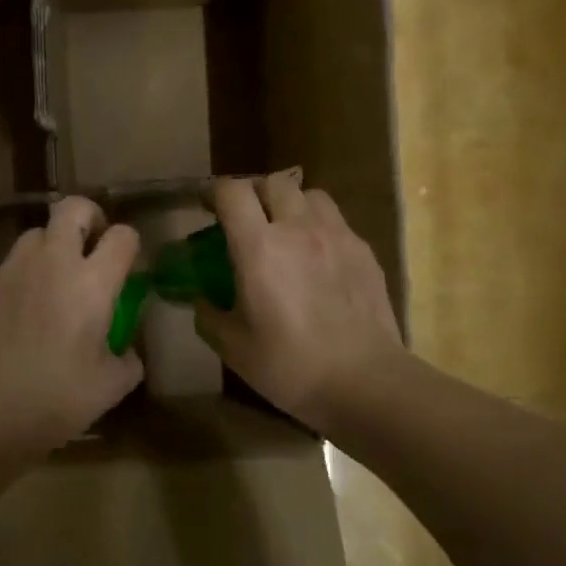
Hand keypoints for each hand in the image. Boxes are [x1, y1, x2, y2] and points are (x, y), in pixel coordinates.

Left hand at [0, 198, 143, 455]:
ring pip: (36, 233)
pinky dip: (25, 273)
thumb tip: (126, 350)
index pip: (121, 236)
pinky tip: (24, 310)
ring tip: (55, 280)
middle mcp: (52, 263)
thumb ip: (128, 359)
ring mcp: (12, 270)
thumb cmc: (55, 401)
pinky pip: (11, 263)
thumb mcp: (111, 387)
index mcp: (91, 284)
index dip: (129, 244)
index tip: (127, 265)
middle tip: (92, 247)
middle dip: (89, 218)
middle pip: (73, 208)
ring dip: (53, 245)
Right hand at [196, 173, 404, 428]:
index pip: (232, 193)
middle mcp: (298, 229)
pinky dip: (318, 227)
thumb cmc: (290, 366)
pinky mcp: (363, 251)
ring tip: (284, 231)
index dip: (214, 193)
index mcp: (259, 248)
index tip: (205, 207)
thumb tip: (201, 299)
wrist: (364, 383)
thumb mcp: (233, 347)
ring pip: (309, 194)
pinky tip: (316, 258)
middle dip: (252, 194)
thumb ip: (208, 315)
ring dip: (290, 204)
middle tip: (245, 220)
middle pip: (272, 182)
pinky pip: (336, 221)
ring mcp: (337, 236)